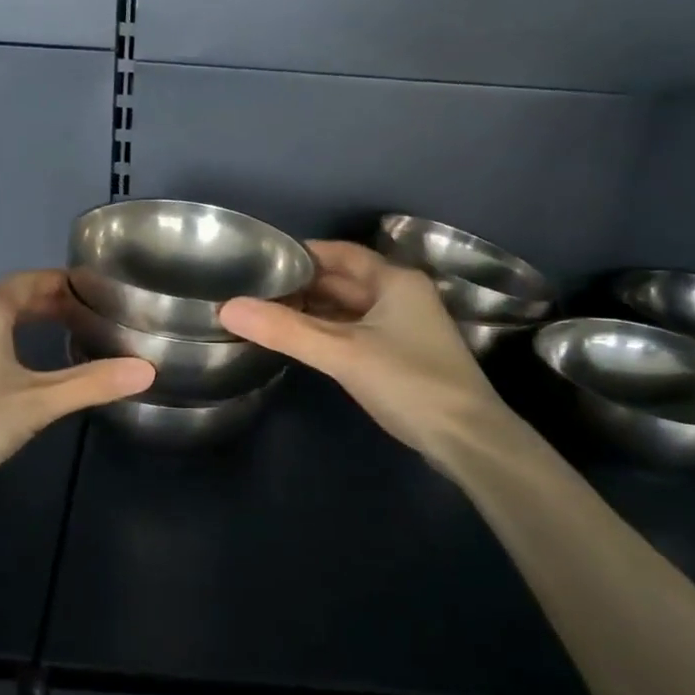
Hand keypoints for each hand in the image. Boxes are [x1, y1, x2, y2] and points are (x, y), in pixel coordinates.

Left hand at [0, 269, 154, 500]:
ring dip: (29, 322)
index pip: (31, 281)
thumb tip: (147, 370)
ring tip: (64, 335)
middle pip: (13, 298)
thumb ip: (91, 384)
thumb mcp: (37, 403)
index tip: (96, 290)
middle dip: (50, 303)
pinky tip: (22, 368)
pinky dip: (10, 340)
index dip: (64, 282)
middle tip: (89, 315)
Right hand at [220, 241, 509, 462]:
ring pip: (348, 309)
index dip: (301, 254)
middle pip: (343, 280)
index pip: (339, 253)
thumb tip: (227, 307)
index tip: (261, 260)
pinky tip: (300, 341)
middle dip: (301, 284)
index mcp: (395, 281)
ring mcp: (403, 328)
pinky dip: (327, 332)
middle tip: (254, 289)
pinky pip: (354, 332)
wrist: (467, 440)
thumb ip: (286, 330)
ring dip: (312, 310)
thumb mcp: (343, 353)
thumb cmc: (409, 383)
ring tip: (266, 313)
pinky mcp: (400, 356)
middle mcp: (401, 296)